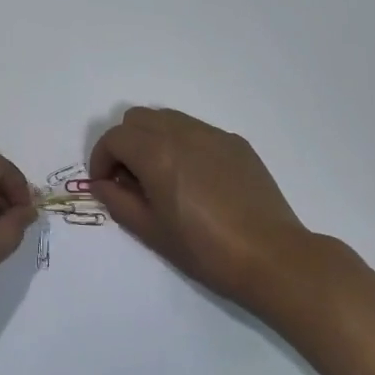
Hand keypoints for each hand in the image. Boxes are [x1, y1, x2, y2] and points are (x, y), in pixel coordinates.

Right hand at [88, 107, 314, 306]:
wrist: (272, 257)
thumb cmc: (206, 250)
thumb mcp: (152, 232)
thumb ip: (119, 202)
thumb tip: (102, 184)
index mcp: (156, 153)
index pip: (114, 138)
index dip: (101, 159)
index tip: (105, 184)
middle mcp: (182, 132)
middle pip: (137, 119)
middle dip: (124, 144)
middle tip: (130, 179)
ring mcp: (212, 134)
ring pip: (167, 118)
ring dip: (152, 139)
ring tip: (161, 176)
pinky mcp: (235, 143)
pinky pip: (196, 130)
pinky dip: (182, 144)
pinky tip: (195, 179)